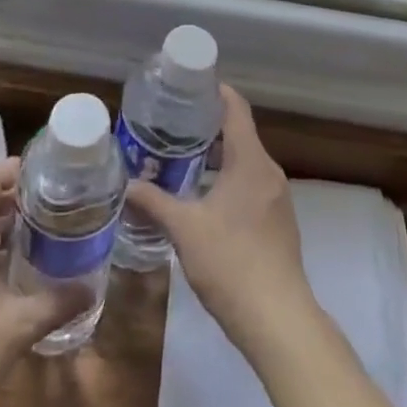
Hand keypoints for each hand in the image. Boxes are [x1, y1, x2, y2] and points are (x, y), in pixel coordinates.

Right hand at [124, 86, 313, 357]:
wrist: (279, 320)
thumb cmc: (231, 263)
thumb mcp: (185, 230)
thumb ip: (155, 203)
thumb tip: (127, 184)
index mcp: (250, 161)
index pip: (236, 108)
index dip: (215, 91)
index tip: (189, 85)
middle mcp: (268, 171)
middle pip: (240, 133)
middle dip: (208, 126)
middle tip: (173, 124)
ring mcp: (278, 198)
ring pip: (246, 161)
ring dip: (218, 156)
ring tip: (182, 158)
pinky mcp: (279, 222)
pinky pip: (252, 184)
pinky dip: (229, 178)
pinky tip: (205, 197)